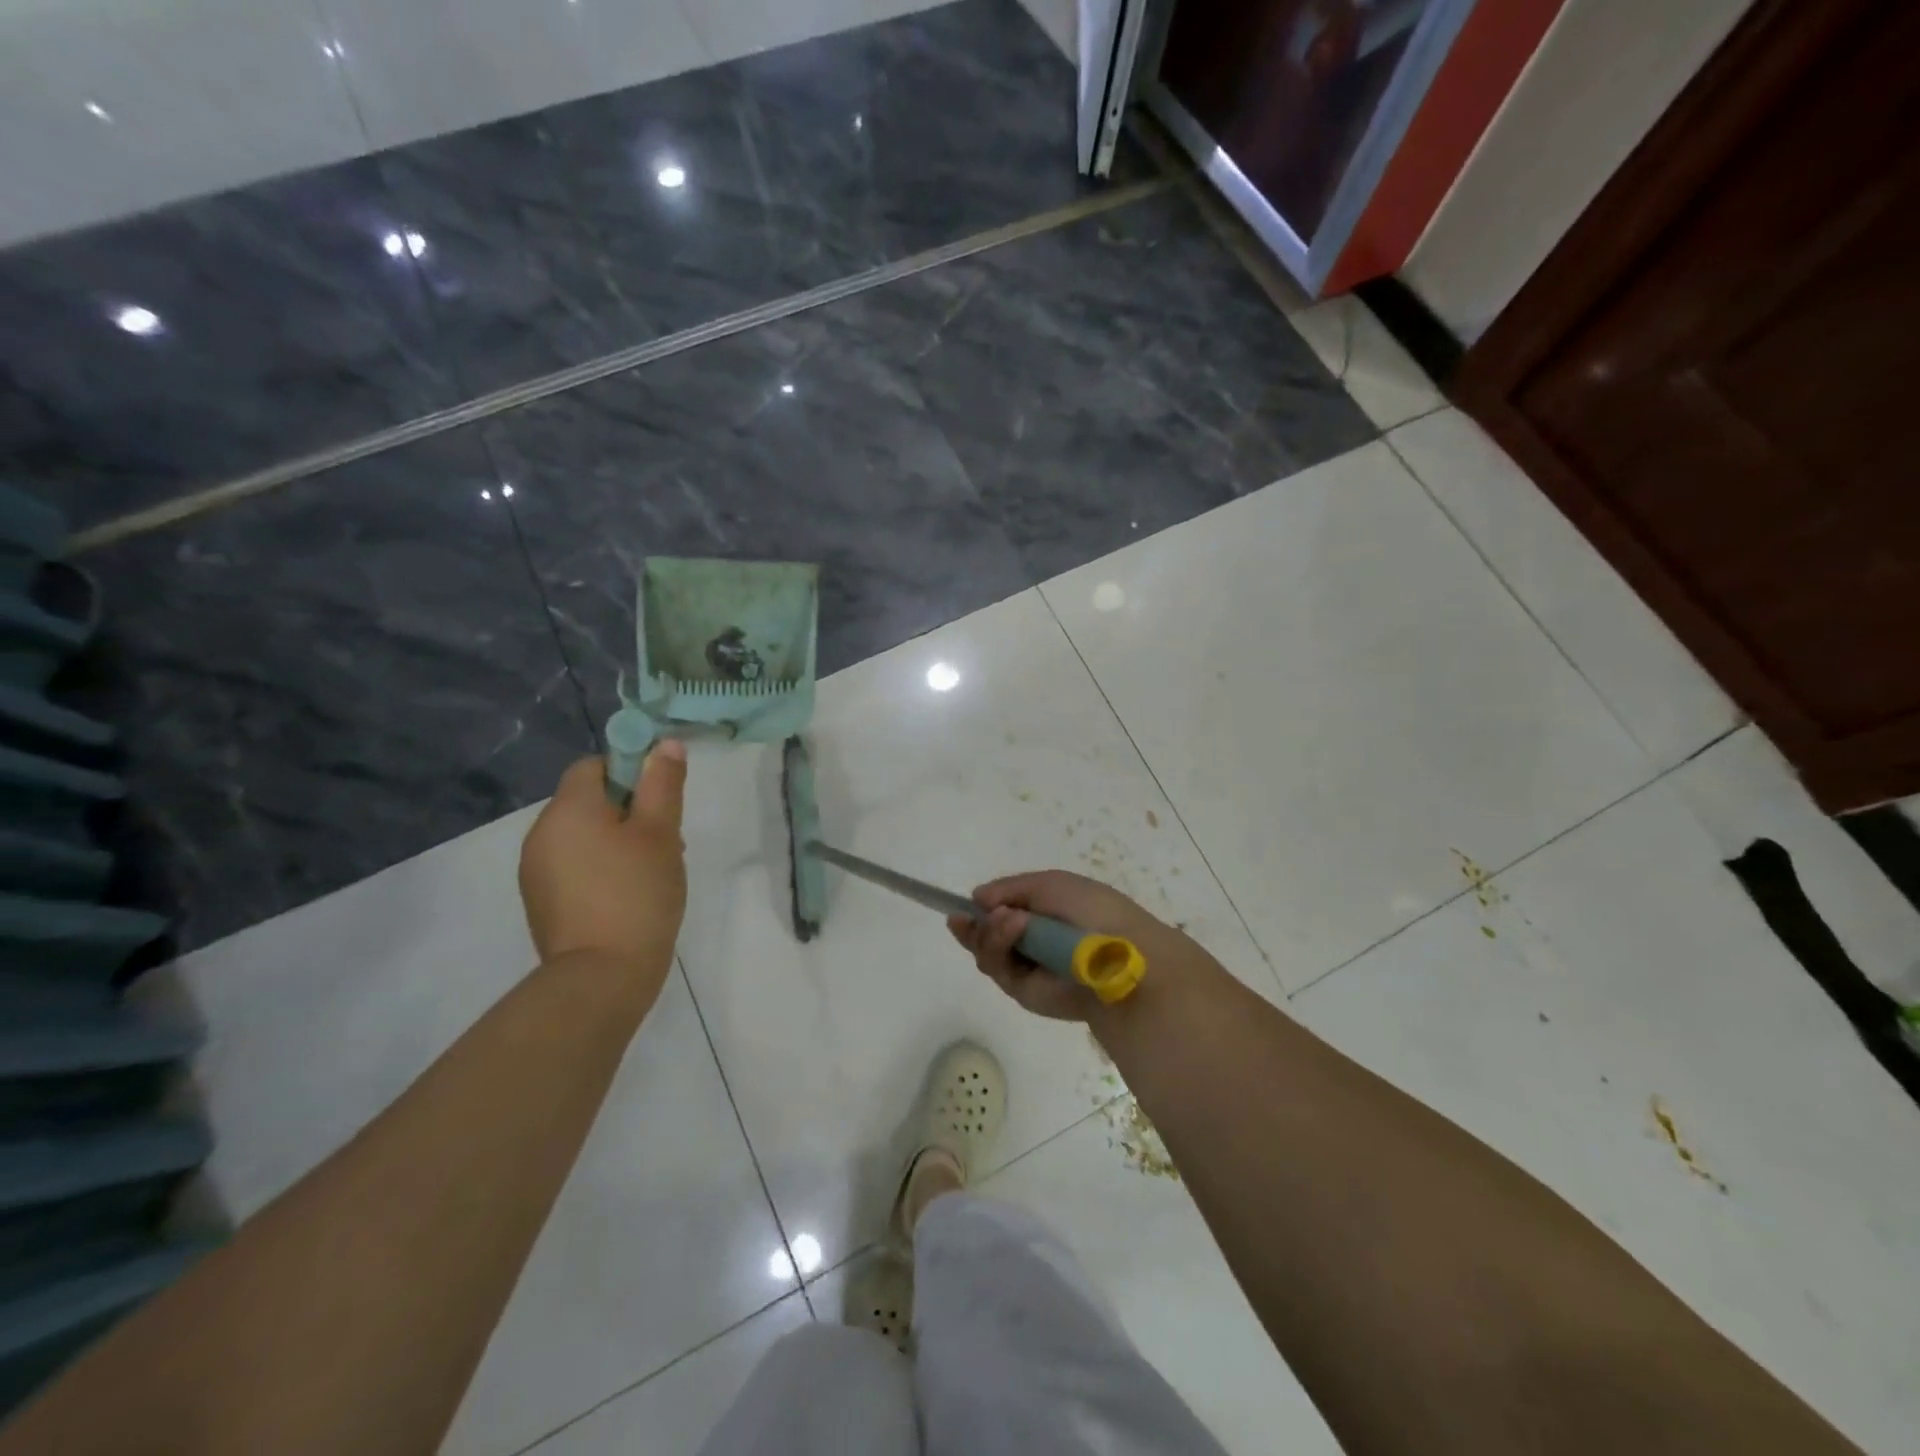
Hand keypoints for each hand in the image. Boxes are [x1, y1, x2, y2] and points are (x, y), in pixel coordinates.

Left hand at [520, 745, 687, 990]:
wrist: (601, 976)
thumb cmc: (637, 893)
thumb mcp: (661, 832)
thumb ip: (662, 783)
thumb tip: (664, 744)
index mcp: (568, 809)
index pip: (593, 766)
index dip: (630, 772)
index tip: (660, 800)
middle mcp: (541, 833)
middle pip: (588, 801)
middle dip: (629, 811)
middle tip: (666, 840)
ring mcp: (536, 870)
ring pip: (583, 835)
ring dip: (616, 840)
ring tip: (651, 871)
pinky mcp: (541, 901)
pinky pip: (573, 865)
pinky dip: (600, 867)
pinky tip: (627, 895)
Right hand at [947, 870, 1214, 1021]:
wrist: (1118, 955)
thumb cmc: (1092, 910)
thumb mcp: (1050, 884)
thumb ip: (1010, 888)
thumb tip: (977, 899)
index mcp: (1045, 914)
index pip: (1003, 912)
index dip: (980, 910)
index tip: (960, 907)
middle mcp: (1033, 942)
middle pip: (986, 936)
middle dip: (975, 925)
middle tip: (964, 918)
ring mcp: (1028, 968)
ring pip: (987, 952)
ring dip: (989, 932)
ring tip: (1007, 920)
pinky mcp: (1024, 992)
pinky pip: (997, 968)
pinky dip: (998, 946)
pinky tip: (1011, 928)